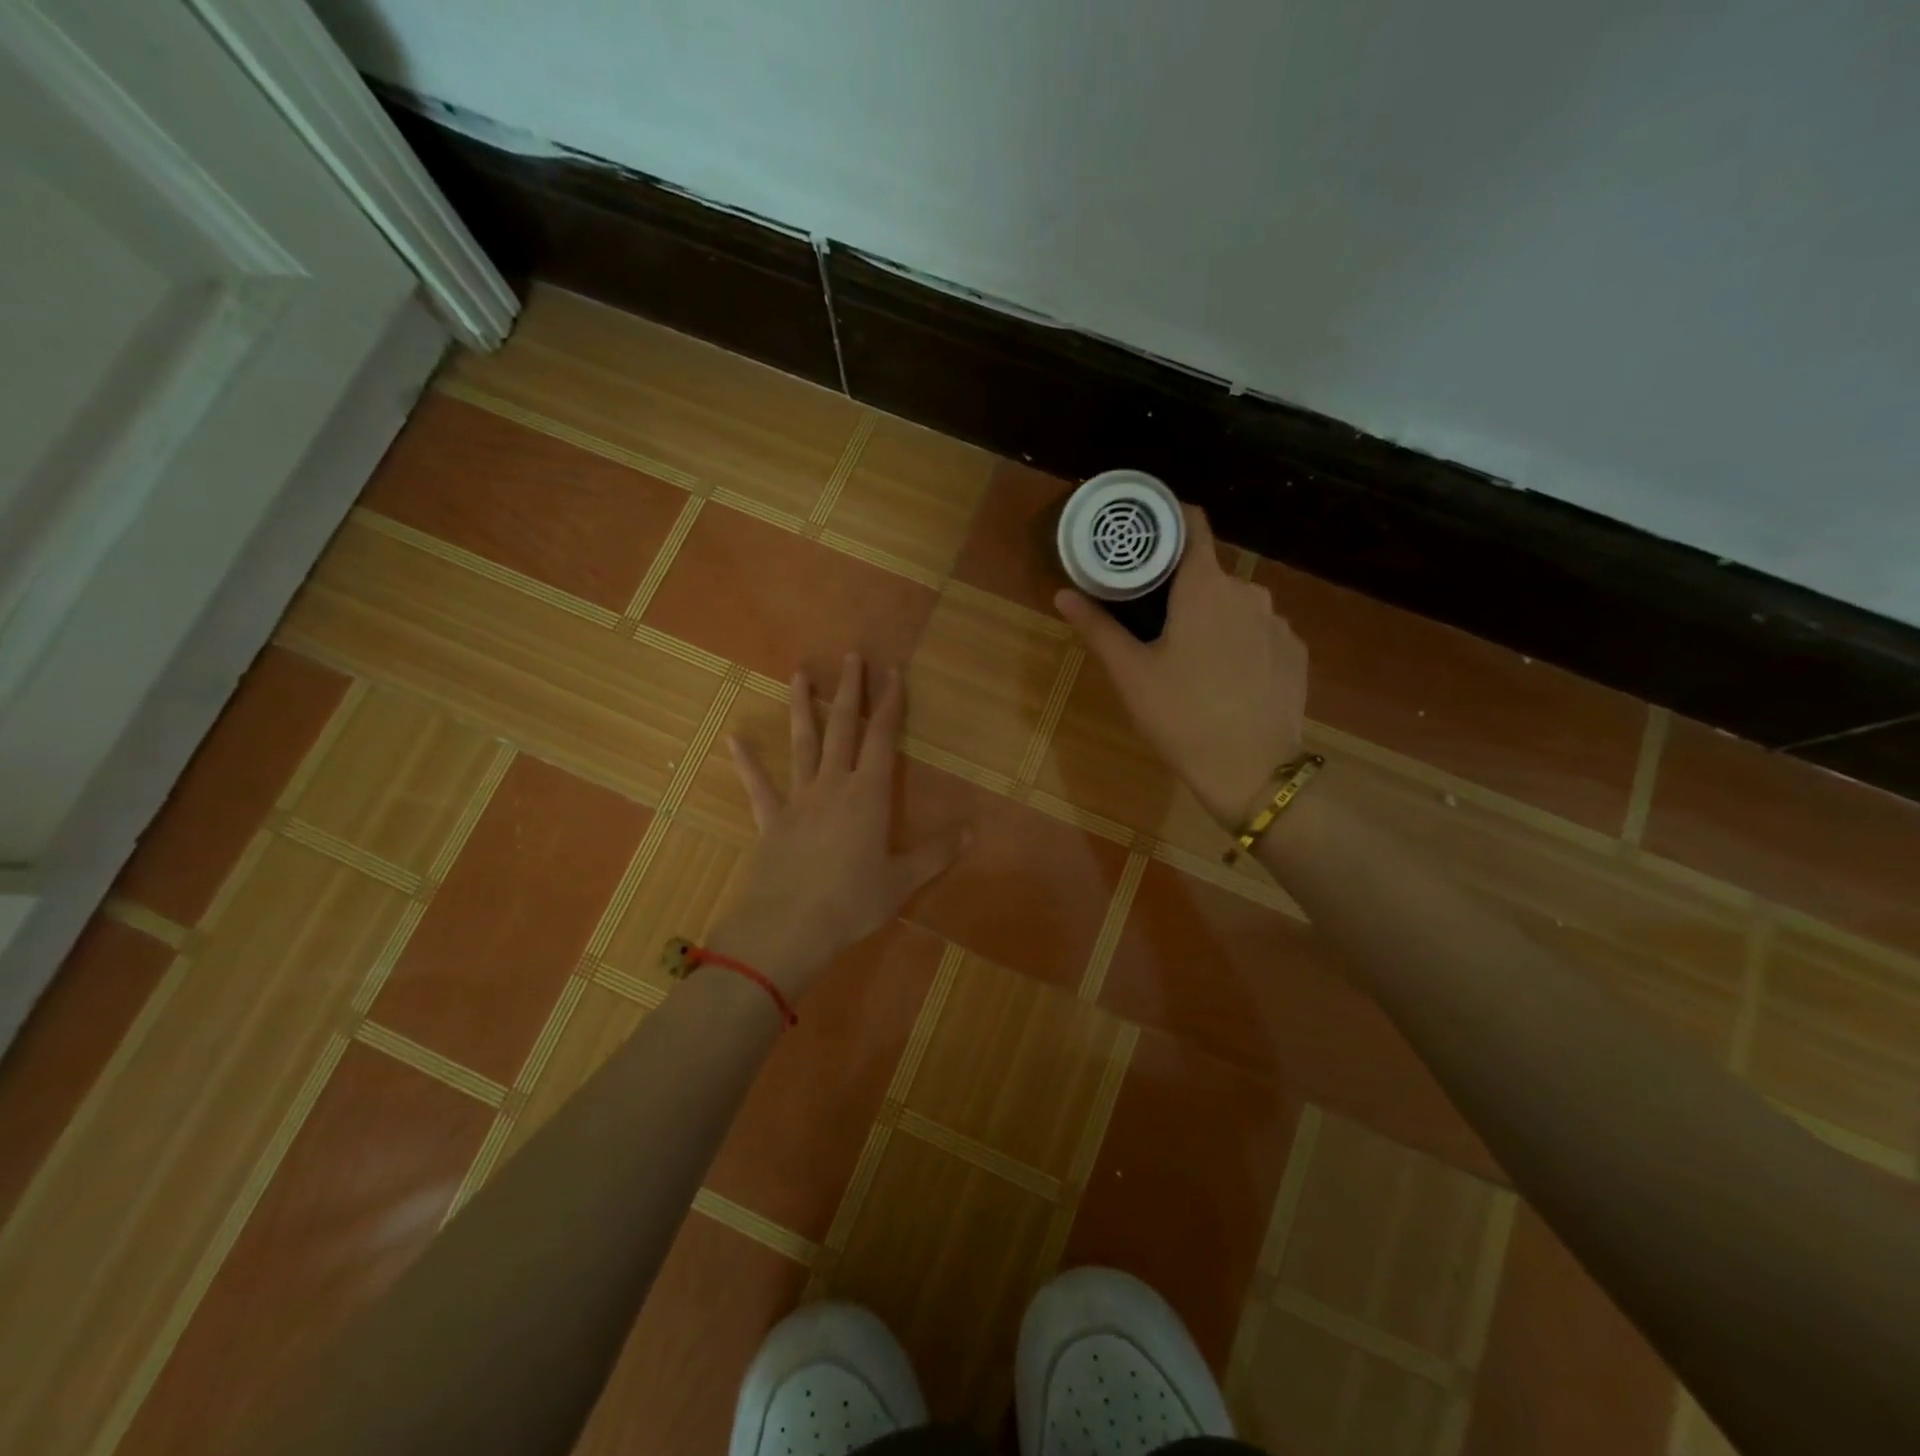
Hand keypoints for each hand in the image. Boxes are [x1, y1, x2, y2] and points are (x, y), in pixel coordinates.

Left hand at [712, 654, 966, 996]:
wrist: (787, 927)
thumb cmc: (851, 903)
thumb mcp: (901, 882)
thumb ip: (935, 855)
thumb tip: (970, 834)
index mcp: (868, 796)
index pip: (882, 739)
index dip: (890, 705)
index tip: (893, 674)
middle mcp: (833, 786)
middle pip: (842, 728)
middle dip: (850, 691)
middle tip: (852, 657)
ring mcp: (798, 800)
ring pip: (802, 744)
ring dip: (801, 707)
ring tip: (798, 674)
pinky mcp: (771, 820)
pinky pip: (759, 786)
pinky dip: (747, 763)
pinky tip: (734, 740)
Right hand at [1056, 505, 1307, 828]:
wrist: (1252, 770)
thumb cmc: (1181, 715)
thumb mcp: (1130, 673)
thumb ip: (1098, 627)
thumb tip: (1063, 593)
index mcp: (1205, 587)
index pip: (1193, 525)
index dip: (1169, 521)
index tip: (1146, 535)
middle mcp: (1249, 592)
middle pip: (1210, 572)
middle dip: (1183, 588)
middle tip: (1155, 621)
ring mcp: (1279, 623)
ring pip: (1237, 605)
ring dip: (1214, 618)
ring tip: (1192, 658)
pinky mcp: (1296, 652)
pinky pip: (1261, 632)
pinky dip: (1242, 643)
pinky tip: (1228, 679)